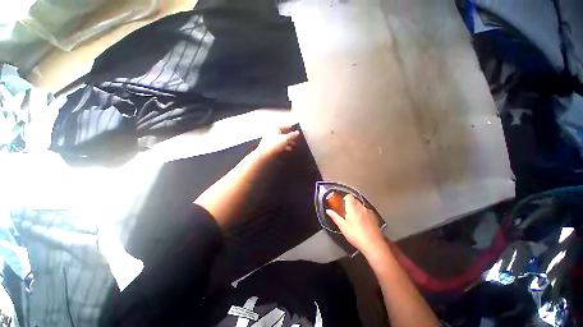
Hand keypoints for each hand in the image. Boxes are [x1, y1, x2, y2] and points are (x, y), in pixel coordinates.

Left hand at [253, 124, 300, 160]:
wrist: (264, 155)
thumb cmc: (274, 145)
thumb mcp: (285, 139)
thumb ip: (292, 135)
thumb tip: (297, 132)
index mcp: (275, 128)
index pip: (285, 126)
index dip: (291, 129)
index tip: (296, 131)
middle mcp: (271, 132)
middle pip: (283, 134)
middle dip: (290, 138)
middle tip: (296, 141)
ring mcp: (269, 139)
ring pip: (281, 140)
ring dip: (287, 143)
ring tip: (293, 148)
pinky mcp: (269, 146)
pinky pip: (278, 145)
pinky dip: (283, 147)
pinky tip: (287, 151)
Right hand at [326, 194, 386, 255]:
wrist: (374, 245)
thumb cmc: (356, 235)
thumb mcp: (343, 227)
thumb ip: (335, 217)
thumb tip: (328, 210)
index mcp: (353, 208)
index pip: (348, 196)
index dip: (344, 199)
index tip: (341, 206)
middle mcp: (361, 207)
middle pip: (354, 200)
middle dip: (350, 205)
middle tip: (346, 214)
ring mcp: (369, 212)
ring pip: (360, 206)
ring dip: (356, 209)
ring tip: (354, 220)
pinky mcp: (374, 217)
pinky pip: (366, 211)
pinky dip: (362, 214)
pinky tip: (362, 224)